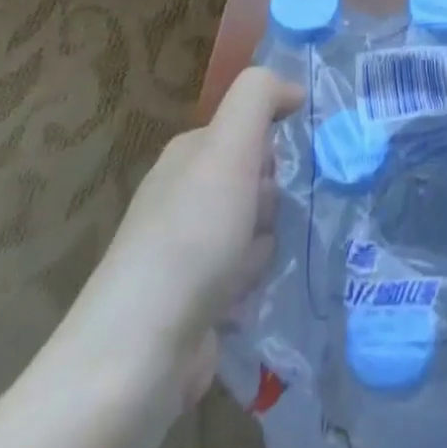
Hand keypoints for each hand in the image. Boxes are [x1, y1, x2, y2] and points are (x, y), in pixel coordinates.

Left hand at [70, 67, 303, 403]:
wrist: (137, 358)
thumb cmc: (191, 238)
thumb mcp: (228, 147)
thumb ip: (258, 98)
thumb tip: (291, 89)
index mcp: (189, 156)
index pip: (248, 127)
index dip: (279, 137)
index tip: (309, 157)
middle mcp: (185, 197)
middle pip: (256, 177)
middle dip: (279, 193)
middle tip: (290, 211)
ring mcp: (188, 253)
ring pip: (255, 226)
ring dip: (273, 238)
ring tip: (282, 254)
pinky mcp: (196, 304)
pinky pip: (246, 274)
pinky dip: (259, 280)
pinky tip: (266, 292)